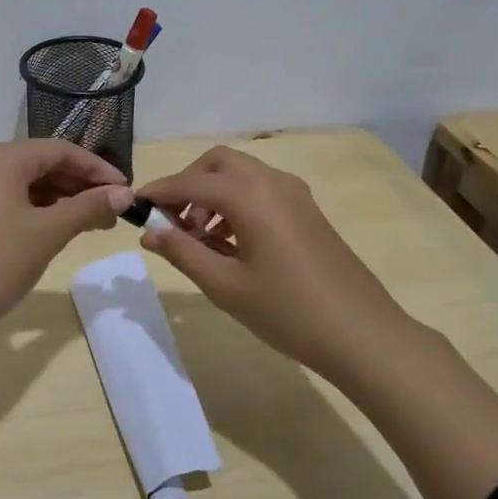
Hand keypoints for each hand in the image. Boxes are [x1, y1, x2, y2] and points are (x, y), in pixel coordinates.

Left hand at [0, 139, 133, 345]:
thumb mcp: (48, 233)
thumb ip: (89, 208)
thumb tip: (124, 194)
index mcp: (2, 158)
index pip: (61, 150)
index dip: (97, 168)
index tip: (127, 190)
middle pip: (43, 164)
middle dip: (81, 185)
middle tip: (114, 211)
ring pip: (27, 183)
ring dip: (62, 199)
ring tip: (94, 223)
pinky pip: (11, 199)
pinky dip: (39, 210)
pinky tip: (60, 228)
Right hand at [135, 145, 420, 380]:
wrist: (362, 334)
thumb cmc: (287, 311)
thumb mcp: (224, 285)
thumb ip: (182, 252)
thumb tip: (149, 233)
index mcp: (250, 196)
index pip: (191, 182)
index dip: (159, 192)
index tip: (134, 207)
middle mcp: (272, 182)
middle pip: (218, 163)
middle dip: (188, 184)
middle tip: (170, 222)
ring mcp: (295, 194)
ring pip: (241, 174)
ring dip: (212, 193)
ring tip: (198, 238)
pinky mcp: (307, 211)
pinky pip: (261, 190)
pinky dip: (236, 202)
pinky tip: (229, 243)